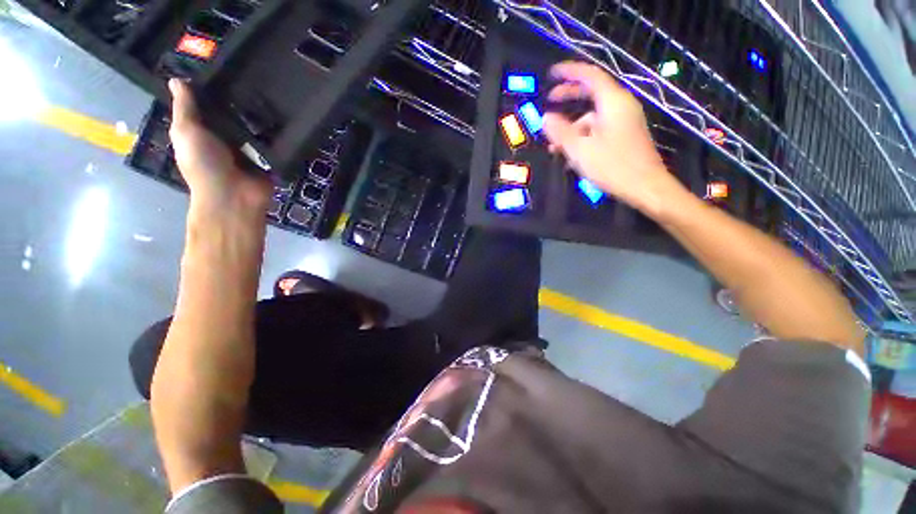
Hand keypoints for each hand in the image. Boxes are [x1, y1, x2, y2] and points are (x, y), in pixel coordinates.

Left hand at [168, 79, 270, 216]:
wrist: (234, 196)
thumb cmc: (204, 164)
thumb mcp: (187, 132)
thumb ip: (185, 108)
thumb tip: (176, 78)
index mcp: (204, 131)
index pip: (209, 105)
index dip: (214, 88)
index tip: (226, 66)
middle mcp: (227, 137)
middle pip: (236, 113)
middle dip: (243, 97)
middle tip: (257, 74)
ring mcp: (250, 148)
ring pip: (257, 125)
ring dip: (264, 113)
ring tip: (276, 89)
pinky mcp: (269, 157)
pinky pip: (274, 140)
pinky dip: (280, 131)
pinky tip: (287, 113)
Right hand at [543, 62, 681, 213]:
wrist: (646, 187)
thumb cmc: (613, 166)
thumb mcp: (580, 150)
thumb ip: (561, 132)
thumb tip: (545, 117)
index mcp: (613, 103)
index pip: (590, 75)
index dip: (569, 72)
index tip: (552, 73)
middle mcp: (621, 106)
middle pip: (592, 93)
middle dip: (569, 96)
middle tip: (550, 101)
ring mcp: (624, 121)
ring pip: (593, 117)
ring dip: (573, 128)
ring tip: (555, 148)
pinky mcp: (625, 135)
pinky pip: (599, 129)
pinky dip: (584, 138)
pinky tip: (572, 157)